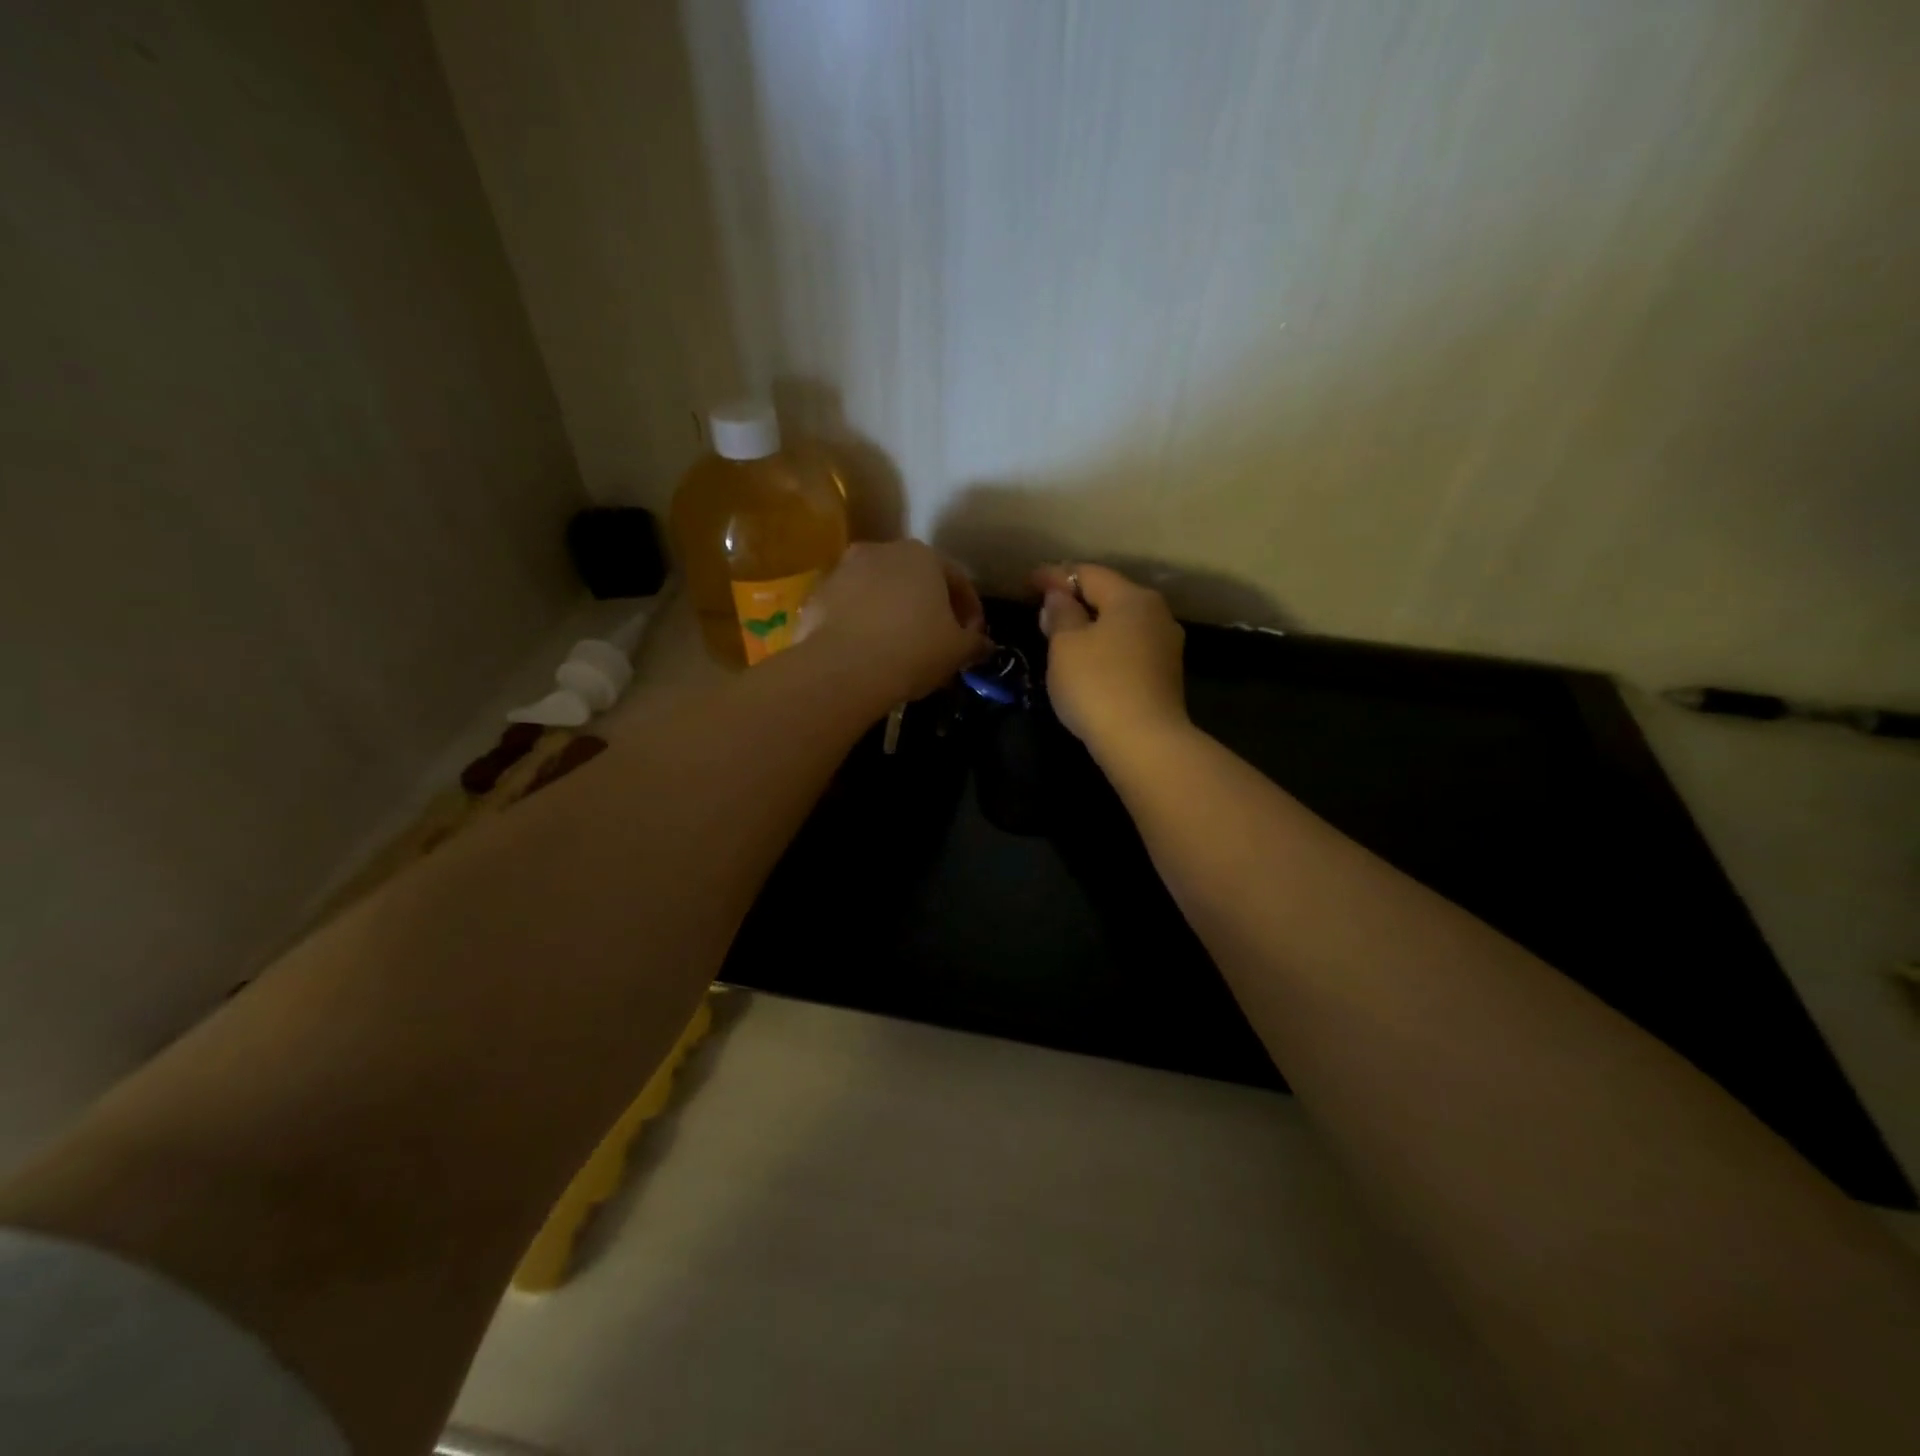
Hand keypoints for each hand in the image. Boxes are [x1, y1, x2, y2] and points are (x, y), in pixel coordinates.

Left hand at [802, 540, 989, 703]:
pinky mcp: (816, 595)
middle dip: (928, 607)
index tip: (972, 638)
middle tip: (936, 641)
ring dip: (892, 613)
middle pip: (914, 580)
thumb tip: (983, 645)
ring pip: (878, 591)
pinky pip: (849, 608)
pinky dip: (861, 624)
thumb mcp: (957, 651)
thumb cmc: (913, 650)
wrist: (842, 668)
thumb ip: (975, 643)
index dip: (970, 610)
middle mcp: (881, 551)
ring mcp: (843, 570)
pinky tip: (867, 652)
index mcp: (923, 556)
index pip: (956, 579)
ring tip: (899, 648)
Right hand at [1032, 563, 1187, 755]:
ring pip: (1121, 624)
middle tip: (1044, 605)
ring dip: (1092, 624)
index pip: (1088, 574)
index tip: (1028, 581)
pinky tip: (1088, 659)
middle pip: (1110, 596)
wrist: (1144, 742)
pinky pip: (1128, 648)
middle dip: (1076, 598)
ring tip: (1062, 634)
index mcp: (1132, 598)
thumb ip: (1060, 614)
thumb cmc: (1097, 685)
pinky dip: (1105, 646)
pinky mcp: (1165, 676)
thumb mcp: (1066, 645)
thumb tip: (1059, 597)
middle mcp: (1156, 615)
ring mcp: (1165, 647)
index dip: (1055, 576)